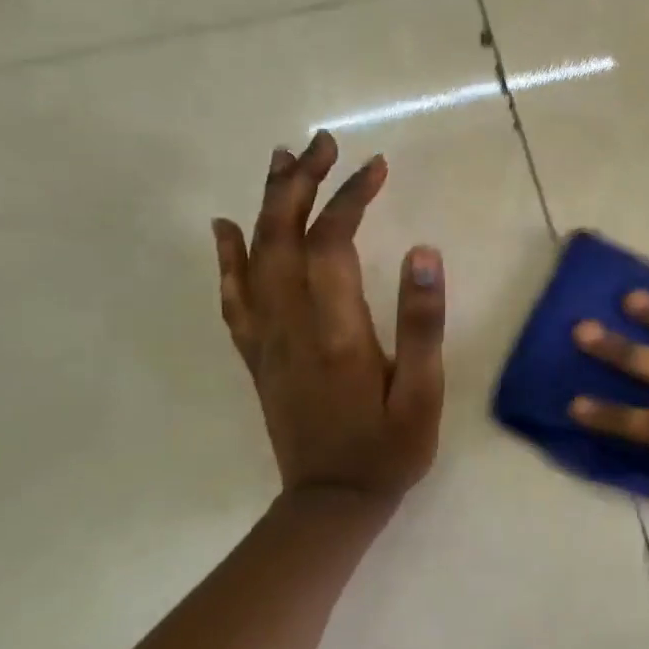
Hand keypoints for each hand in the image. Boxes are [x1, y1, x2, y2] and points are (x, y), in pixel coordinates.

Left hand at [211, 131, 445, 507]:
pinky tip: (226, 227)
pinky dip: (227, 256)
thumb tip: (423, 250)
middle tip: (323, 144)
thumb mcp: (423, 391)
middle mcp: (290, 324)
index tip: (376, 166)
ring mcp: (265, 338)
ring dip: (268, 203)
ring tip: (283, 161)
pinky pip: (233, 296)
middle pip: (283, 236)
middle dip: (302, 183)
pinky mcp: (256, 354)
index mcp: (334, 329)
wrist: (330, 505)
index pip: (331, 242)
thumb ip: (421, 321)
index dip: (349, 197)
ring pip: (255, 256)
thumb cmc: (388, 447)